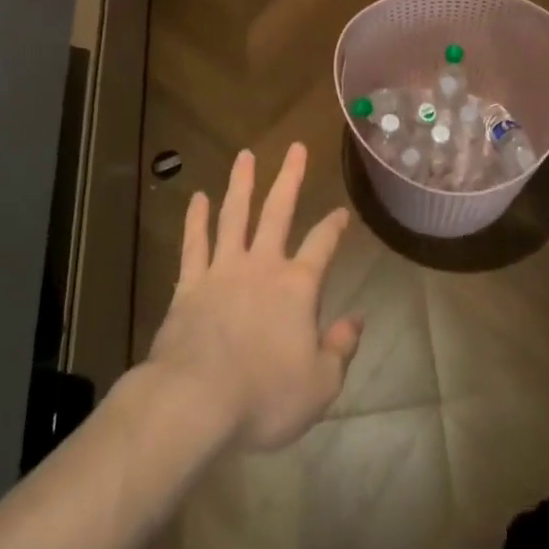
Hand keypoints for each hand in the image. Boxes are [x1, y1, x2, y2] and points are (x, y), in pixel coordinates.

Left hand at [146, 142, 361, 450]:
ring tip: (245, 155)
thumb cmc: (264, 396)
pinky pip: (194, 244)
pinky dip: (195, 220)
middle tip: (296, 147)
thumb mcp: (320, 384)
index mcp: (298, 286)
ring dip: (241, 183)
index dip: (334, 226)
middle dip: (290, 178)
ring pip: (234, 216)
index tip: (341, 212)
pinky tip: (197, 198)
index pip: (322, 245)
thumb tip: (359, 319)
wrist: (195, 401)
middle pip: (278, 211)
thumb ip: (341, 349)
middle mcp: (263, 265)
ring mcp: (223, 270)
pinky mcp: (190, 285)